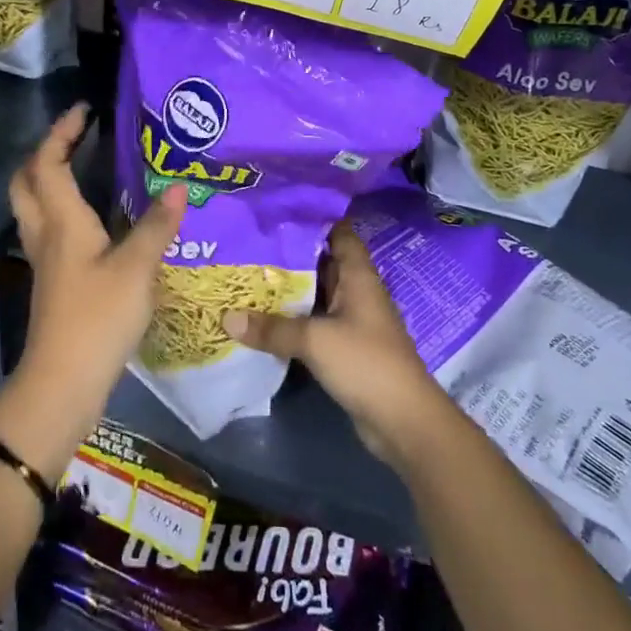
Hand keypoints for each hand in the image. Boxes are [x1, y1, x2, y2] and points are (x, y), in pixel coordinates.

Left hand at [9, 103, 185, 413]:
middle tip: (75, 139)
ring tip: (84, 169)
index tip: (84, 110)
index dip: (62, 132)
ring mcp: (45, 260)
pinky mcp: (54, 282)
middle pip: (27, 182)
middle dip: (45, 153)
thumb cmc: (96, 318)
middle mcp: (46, 234)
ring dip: (49, 180)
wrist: (62, 382)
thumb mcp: (135, 269)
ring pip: (34, 207)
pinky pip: (50, 230)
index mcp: (61, 221)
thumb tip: (179, 187)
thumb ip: (155, 227)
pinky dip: (63, 211)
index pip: (48, 162)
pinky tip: (94, 221)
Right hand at [222, 221, 446, 463]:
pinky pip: (314, 323)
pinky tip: (262, 316)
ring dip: (289, 288)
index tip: (278, 209)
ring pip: (316, 294)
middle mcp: (356, 292)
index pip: (338, 233)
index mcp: (358, 276)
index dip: (313, 218)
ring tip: (247, 273)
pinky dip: (292, 318)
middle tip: (249, 240)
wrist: (403, 422)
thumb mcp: (315, 340)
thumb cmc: (366, 363)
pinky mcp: (345, 348)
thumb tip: (227, 317)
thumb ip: (272, 328)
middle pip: (322, 262)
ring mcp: (351, 321)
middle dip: (289, 253)